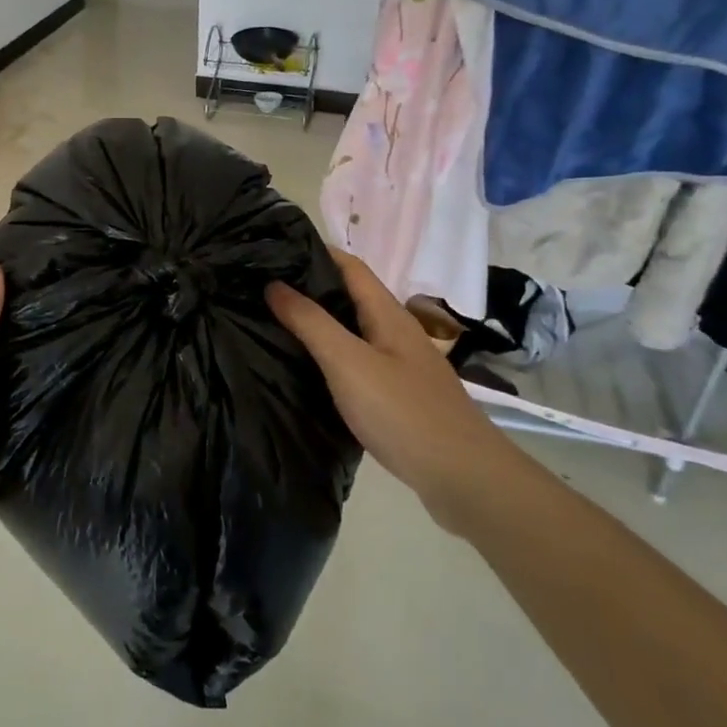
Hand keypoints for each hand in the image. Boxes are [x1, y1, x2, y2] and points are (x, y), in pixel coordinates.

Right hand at [266, 251, 525, 533]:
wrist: (463, 478)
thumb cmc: (403, 411)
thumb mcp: (348, 362)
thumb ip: (311, 322)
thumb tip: (274, 284)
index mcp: (388, 314)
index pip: (349, 265)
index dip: (315, 251)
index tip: (274, 249)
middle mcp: (396, 332)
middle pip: (351, 296)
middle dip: (310, 287)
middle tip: (263, 288)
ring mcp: (401, 366)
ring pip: (353, 331)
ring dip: (319, 323)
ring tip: (276, 323)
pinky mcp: (400, 396)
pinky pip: (358, 362)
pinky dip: (331, 357)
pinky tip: (309, 370)